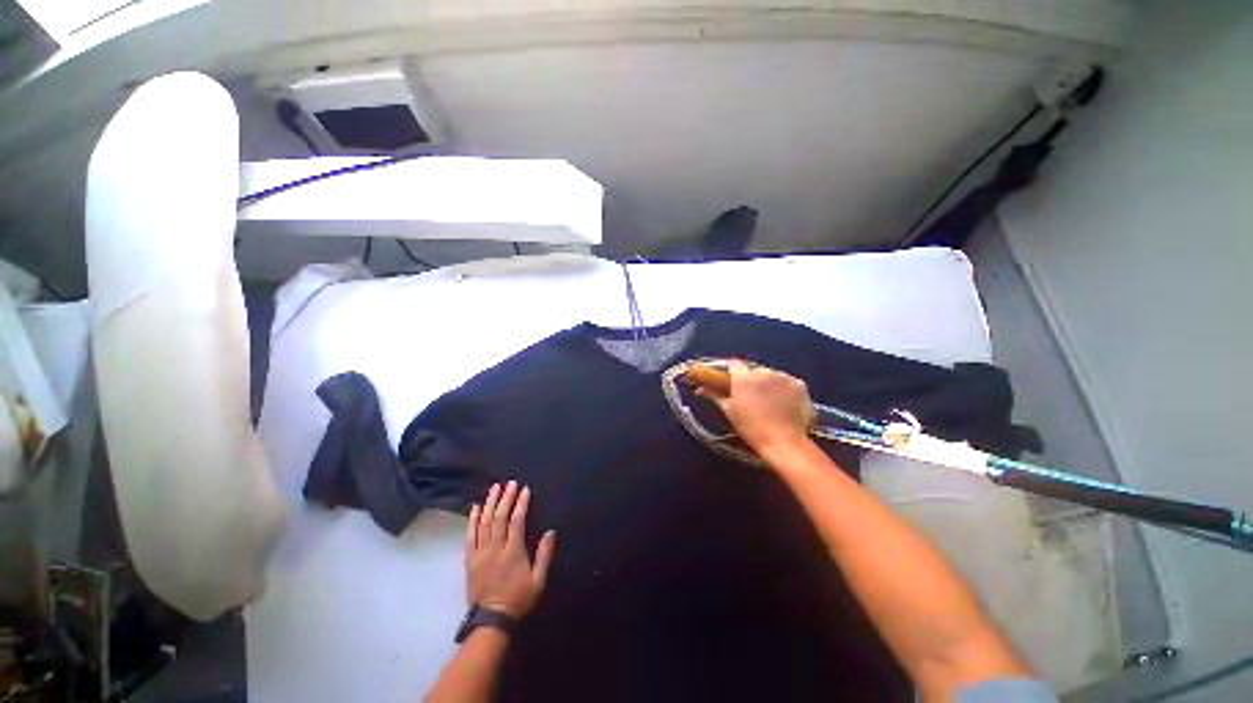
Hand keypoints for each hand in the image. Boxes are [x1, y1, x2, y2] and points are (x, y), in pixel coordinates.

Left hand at [465, 481, 555, 618]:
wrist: (491, 620)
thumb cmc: (518, 599)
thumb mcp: (538, 580)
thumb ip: (544, 555)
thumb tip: (551, 532)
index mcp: (512, 552)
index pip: (516, 521)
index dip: (521, 503)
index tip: (524, 489)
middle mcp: (495, 548)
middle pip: (499, 517)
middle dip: (505, 498)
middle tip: (510, 483)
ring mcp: (480, 553)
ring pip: (483, 522)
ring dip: (489, 503)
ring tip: (494, 488)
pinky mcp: (470, 559)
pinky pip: (470, 535)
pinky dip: (472, 519)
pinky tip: (475, 507)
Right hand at [697, 360, 815, 455]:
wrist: (783, 442)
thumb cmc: (751, 428)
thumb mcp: (730, 412)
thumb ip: (715, 396)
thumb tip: (700, 389)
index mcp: (743, 378)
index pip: (734, 364)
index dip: (732, 371)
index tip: (732, 380)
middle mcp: (763, 372)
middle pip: (754, 370)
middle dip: (752, 379)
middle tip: (752, 396)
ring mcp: (783, 376)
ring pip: (772, 375)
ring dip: (769, 383)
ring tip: (771, 402)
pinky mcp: (799, 384)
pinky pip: (788, 382)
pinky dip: (786, 389)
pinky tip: (785, 403)